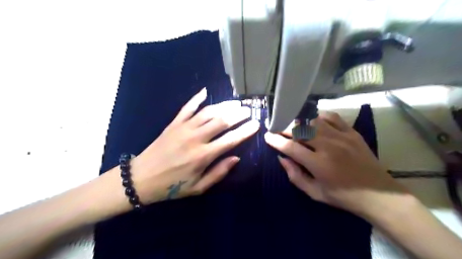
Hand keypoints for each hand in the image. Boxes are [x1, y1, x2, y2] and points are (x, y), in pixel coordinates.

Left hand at [130, 88, 258, 204]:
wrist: (141, 179)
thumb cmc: (172, 186)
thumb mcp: (198, 188)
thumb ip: (219, 173)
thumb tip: (236, 158)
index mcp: (203, 156)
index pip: (230, 140)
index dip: (245, 131)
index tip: (256, 124)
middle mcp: (196, 138)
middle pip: (221, 121)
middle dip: (238, 114)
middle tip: (248, 110)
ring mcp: (183, 128)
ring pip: (208, 112)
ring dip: (224, 106)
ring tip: (236, 102)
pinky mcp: (173, 123)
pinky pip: (187, 107)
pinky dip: (196, 98)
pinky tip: (205, 91)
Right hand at [264, 112, 406, 215]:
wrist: (378, 194)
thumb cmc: (343, 196)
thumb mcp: (314, 193)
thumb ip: (295, 175)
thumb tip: (281, 158)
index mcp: (318, 163)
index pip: (290, 147)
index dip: (276, 141)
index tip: (267, 136)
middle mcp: (328, 146)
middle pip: (300, 130)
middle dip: (284, 128)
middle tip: (277, 128)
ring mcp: (342, 137)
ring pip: (313, 121)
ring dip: (300, 122)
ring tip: (293, 125)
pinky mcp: (352, 132)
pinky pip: (332, 117)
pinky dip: (319, 117)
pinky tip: (314, 121)